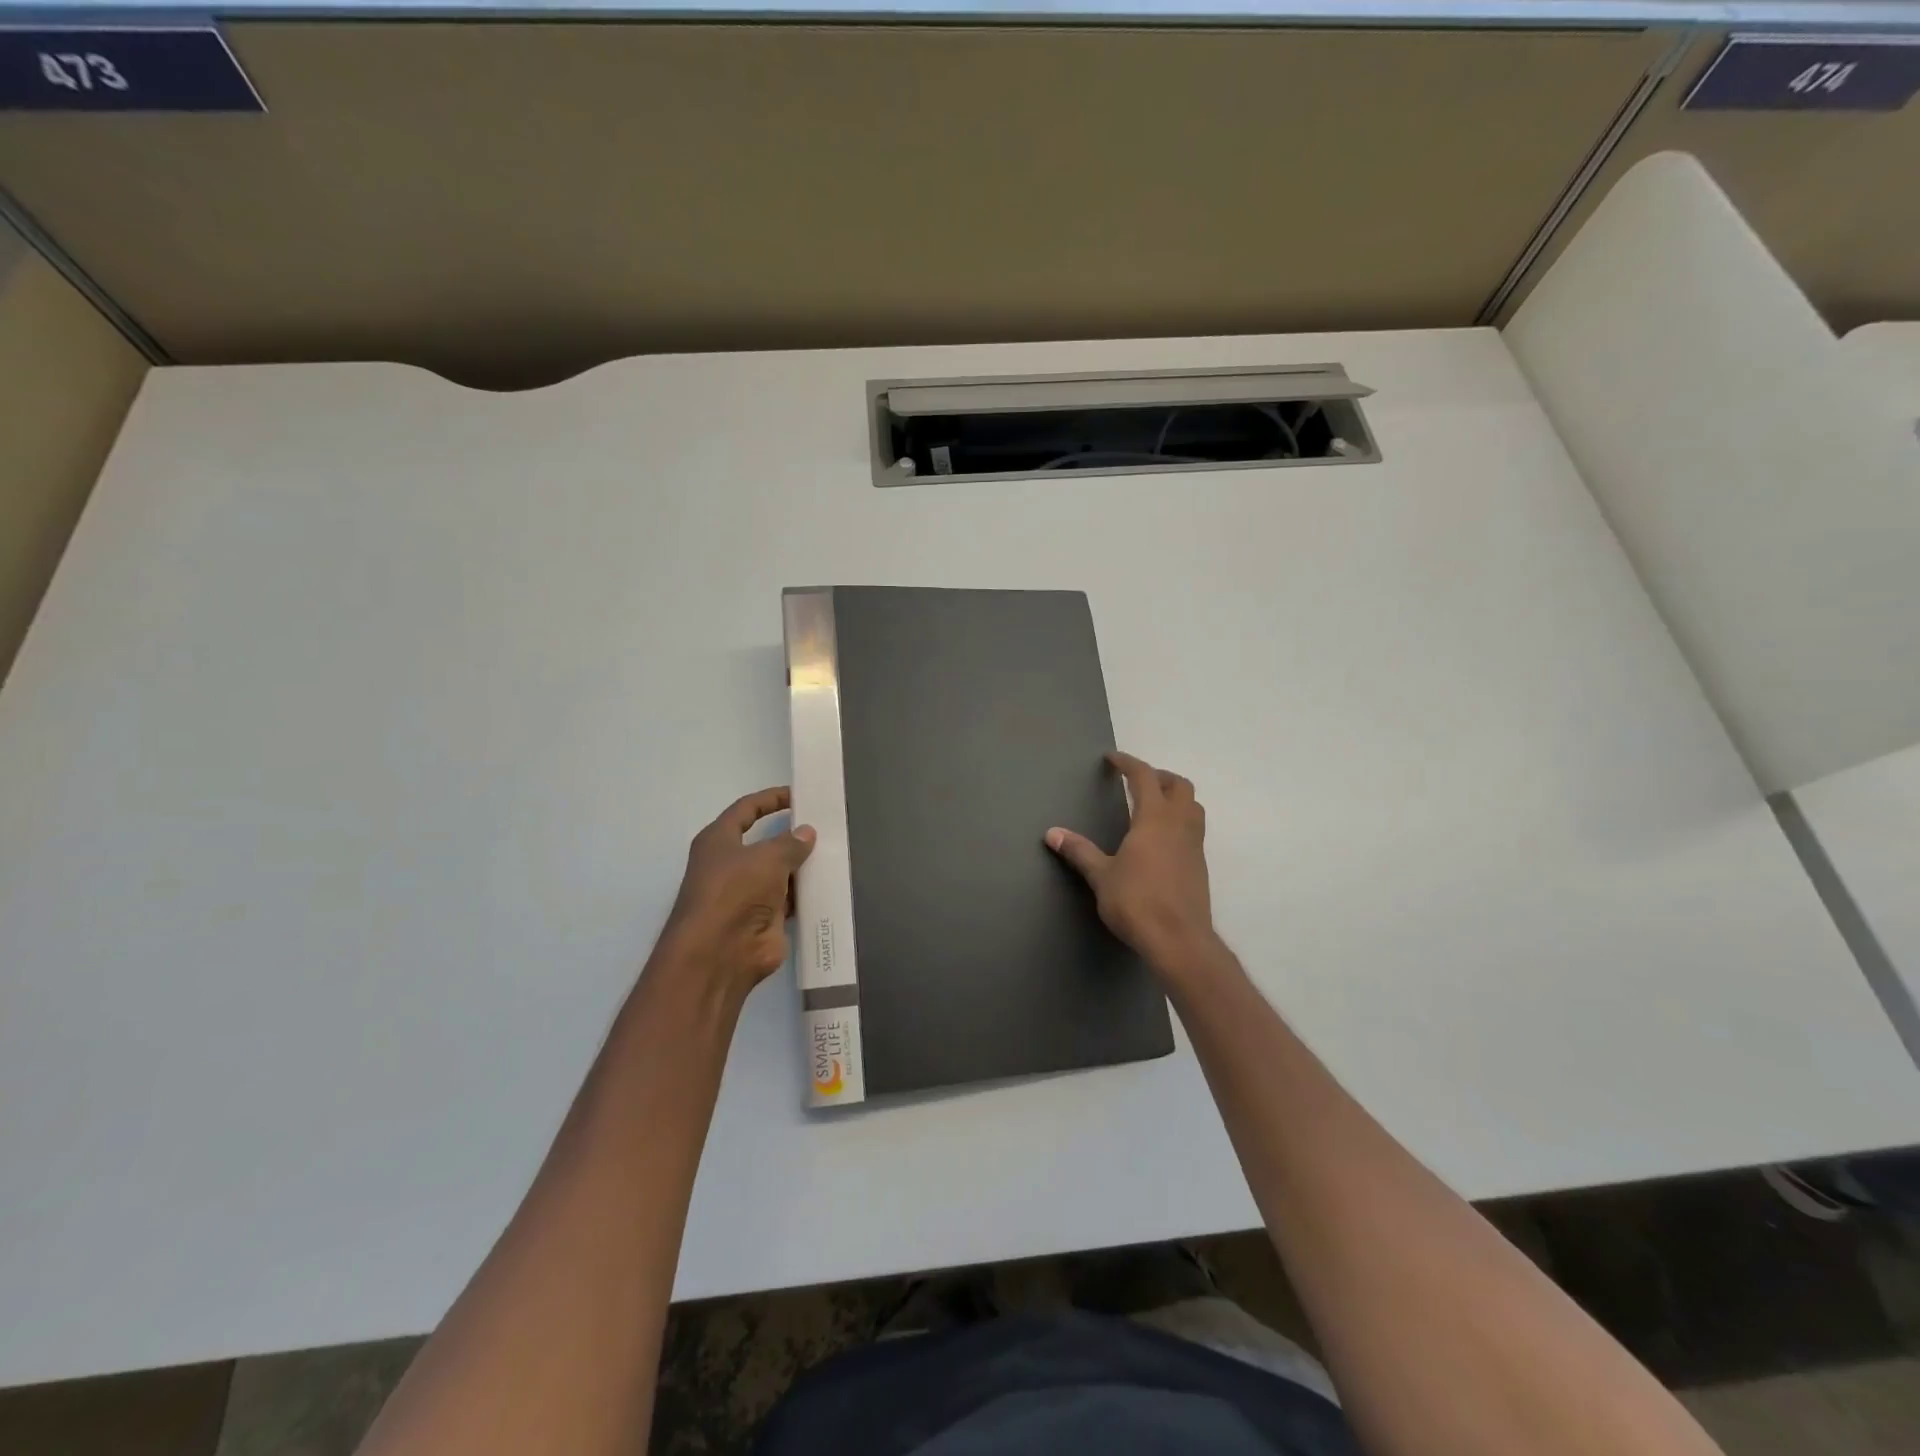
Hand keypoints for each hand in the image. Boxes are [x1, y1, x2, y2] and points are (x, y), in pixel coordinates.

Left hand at [661, 787, 814, 997]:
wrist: (720, 953)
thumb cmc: (735, 892)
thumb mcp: (767, 857)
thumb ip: (790, 843)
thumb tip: (807, 832)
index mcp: (719, 841)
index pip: (746, 809)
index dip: (771, 799)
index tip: (799, 794)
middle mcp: (731, 865)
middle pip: (766, 843)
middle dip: (793, 835)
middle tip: (827, 825)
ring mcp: (748, 894)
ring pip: (781, 872)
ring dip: (804, 866)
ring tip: (837, 851)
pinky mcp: (765, 919)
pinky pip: (791, 899)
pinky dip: (808, 893)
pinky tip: (832, 883)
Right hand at [1046, 751, 1215, 975]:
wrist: (1179, 941)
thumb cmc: (1137, 902)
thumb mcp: (1101, 876)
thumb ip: (1079, 851)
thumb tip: (1052, 833)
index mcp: (1154, 819)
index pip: (1144, 777)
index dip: (1128, 763)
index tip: (1112, 759)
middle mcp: (1179, 825)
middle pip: (1180, 785)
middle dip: (1159, 777)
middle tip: (1137, 781)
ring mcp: (1194, 846)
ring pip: (1193, 807)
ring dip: (1175, 798)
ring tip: (1152, 806)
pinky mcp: (1199, 867)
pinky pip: (1194, 830)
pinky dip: (1179, 822)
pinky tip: (1160, 841)